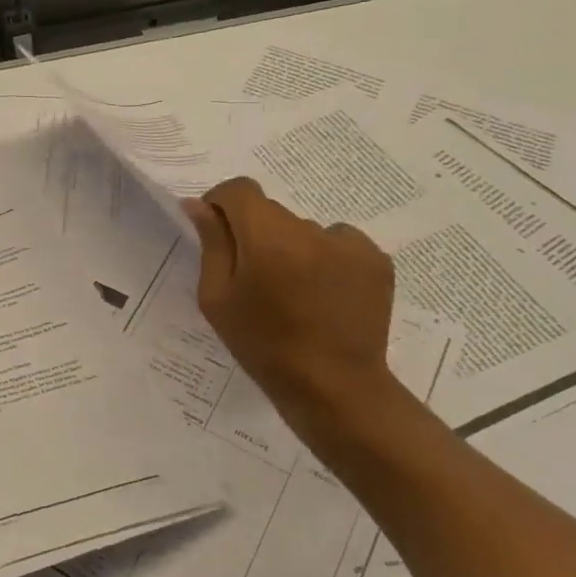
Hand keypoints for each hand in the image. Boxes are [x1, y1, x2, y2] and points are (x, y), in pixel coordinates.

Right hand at [183, 177, 396, 419]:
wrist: (334, 386)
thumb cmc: (262, 345)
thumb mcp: (217, 298)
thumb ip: (211, 244)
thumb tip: (199, 205)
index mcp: (267, 237)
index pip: (239, 189)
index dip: (221, 204)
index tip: (217, 233)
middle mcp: (311, 229)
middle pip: (271, 212)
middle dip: (256, 233)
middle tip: (254, 278)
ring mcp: (350, 243)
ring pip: (304, 230)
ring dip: (291, 248)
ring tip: (293, 293)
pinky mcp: (376, 260)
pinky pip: (338, 243)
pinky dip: (325, 259)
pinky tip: (323, 294)